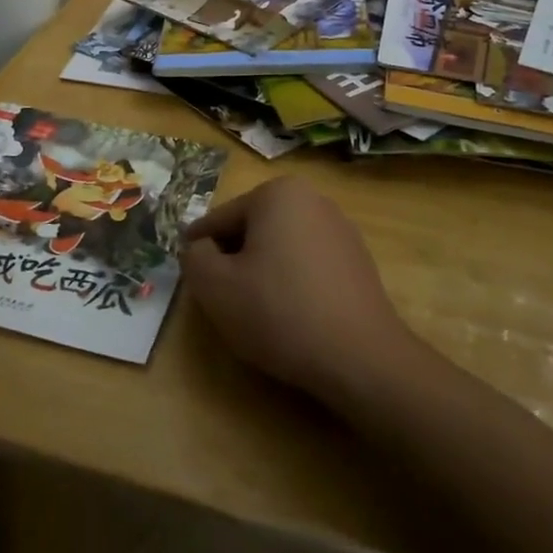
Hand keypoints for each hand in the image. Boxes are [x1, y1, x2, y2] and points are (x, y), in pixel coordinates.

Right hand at [181, 177, 418, 403]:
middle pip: (252, 230)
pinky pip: (308, 265)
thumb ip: (194, 257)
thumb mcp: (215, 287)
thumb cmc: (280, 312)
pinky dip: (293, 283)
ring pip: (281, 247)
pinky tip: (292, 317)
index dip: (199, 251)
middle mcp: (313, 199)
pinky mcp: (358, 261)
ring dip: (263, 272)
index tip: (191, 278)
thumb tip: (200, 249)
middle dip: (234, 260)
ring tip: (258, 313)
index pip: (220, 220)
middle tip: (224, 300)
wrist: (361, 358)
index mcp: (277, 193)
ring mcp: (341, 229)